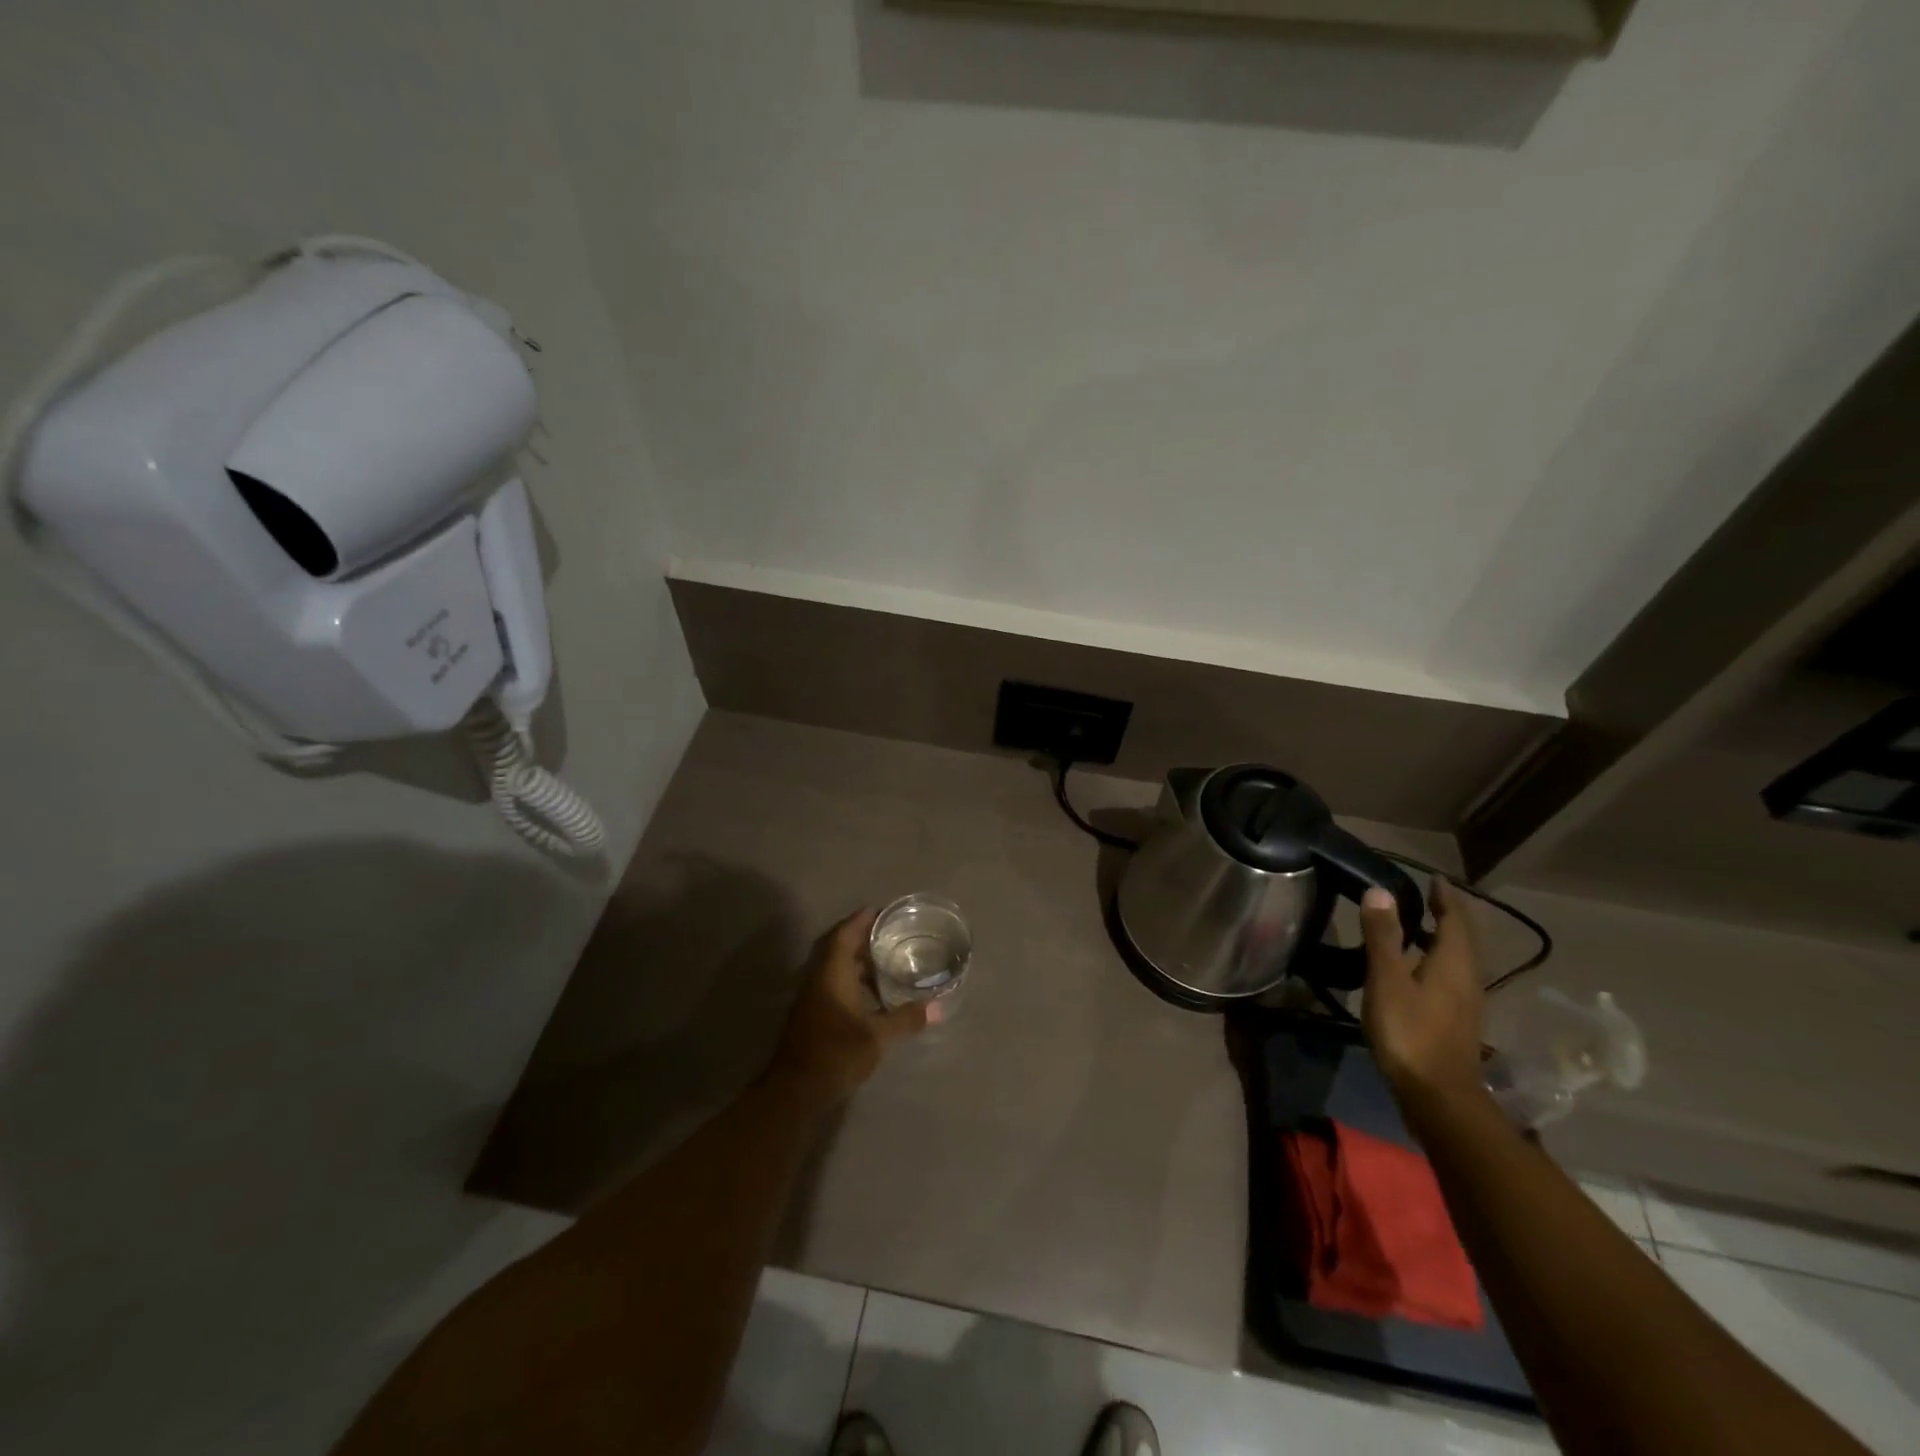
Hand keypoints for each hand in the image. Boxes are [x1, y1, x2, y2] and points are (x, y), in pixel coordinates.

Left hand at [767, 909, 936, 1104]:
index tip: (881, 911)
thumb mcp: (877, 1037)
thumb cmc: (837, 1052)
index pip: (845, 935)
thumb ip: (906, 1018)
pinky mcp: (812, 1015)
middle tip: (891, 936)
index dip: (861, 920)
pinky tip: (874, 996)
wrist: (796, 1090)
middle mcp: (819, 979)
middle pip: (840, 949)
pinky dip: (854, 982)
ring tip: (888, 962)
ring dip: (859, 963)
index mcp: (832, 974)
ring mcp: (813, 998)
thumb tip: (937, 1006)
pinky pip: (834, 985)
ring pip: (837, 969)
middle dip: (863, 940)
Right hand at [1360, 878, 1485, 1105]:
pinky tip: (1417, 967)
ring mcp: (1465, 1001)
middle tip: (1425, 897)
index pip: (1456, 919)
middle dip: (1447, 915)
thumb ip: (1384, 936)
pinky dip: (1437, 958)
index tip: (1434, 878)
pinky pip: (1451, 975)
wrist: (1438, 1095)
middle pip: (1462, 938)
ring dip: (1442, 937)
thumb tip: (1380, 891)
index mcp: (1454, 962)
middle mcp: (1467, 977)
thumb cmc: (1410, 1032)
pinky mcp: (1457, 1019)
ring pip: (1458, 958)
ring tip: (1418, 925)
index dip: (1446, 897)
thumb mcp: (1387, 980)